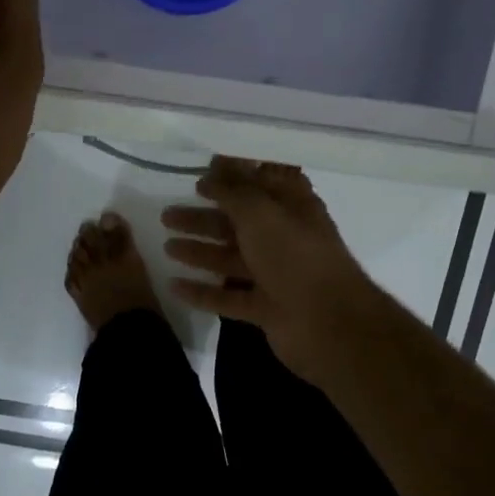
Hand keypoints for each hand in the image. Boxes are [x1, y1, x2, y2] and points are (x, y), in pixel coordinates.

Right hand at [162, 157, 385, 380]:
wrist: (328, 324)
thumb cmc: (295, 256)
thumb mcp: (261, 213)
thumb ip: (234, 191)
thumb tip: (212, 173)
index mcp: (292, 208)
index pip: (262, 182)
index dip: (234, 174)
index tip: (201, 171)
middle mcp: (284, 238)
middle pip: (238, 222)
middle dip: (203, 217)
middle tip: (167, 214)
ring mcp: (275, 275)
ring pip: (230, 258)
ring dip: (199, 251)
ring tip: (166, 246)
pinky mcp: (265, 308)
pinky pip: (227, 296)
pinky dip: (202, 292)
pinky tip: (174, 286)